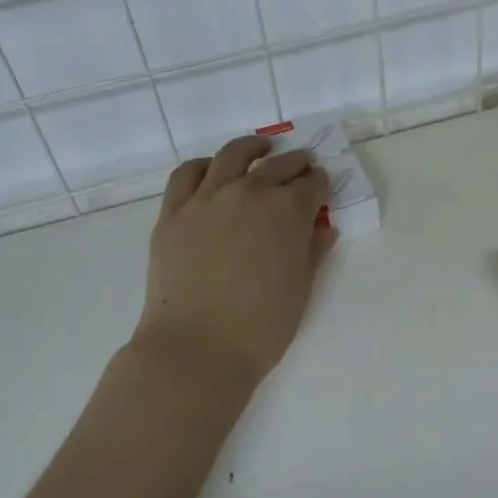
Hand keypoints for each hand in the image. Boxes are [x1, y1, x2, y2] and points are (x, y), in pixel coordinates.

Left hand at [132, 135, 334, 391]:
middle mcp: (248, 192)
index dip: (320, 185)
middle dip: (296, 164)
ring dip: (252, 148)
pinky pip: (187, 174)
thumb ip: (314, 250)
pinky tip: (213, 170)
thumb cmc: (261, 326)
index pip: (311, 185)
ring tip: (261, 148)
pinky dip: (204, 165)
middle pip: (278, 166)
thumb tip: (324, 227)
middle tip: (302, 167)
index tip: (322, 187)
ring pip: (232, 156)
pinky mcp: (174, 211)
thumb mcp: (301, 288)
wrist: (196, 348)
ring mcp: (206, 198)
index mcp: (286, 211)